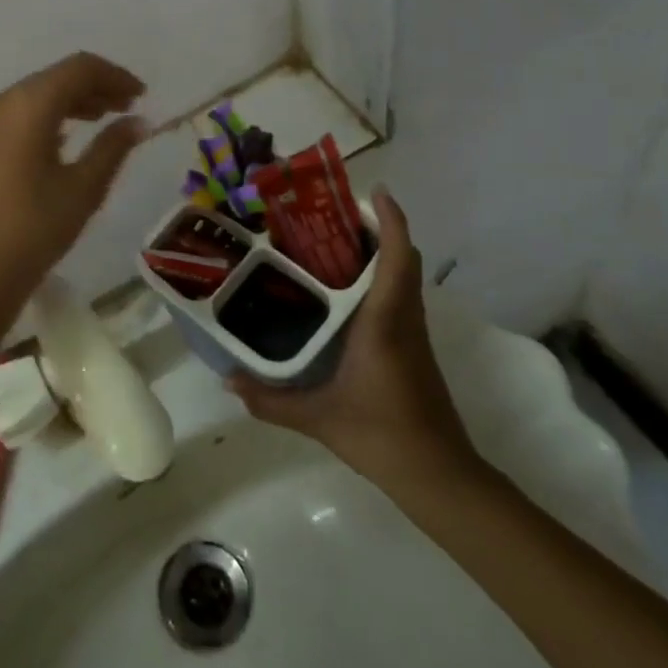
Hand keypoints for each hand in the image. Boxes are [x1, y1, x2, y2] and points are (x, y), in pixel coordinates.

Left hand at [0, 52, 147, 321]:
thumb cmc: (35, 230)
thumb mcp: (84, 188)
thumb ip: (114, 146)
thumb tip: (139, 122)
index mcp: (27, 106)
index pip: (79, 68)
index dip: (115, 76)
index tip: (141, 95)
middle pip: (53, 79)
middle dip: (93, 88)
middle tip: (124, 108)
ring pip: (30, 97)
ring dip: (67, 102)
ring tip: (98, 120)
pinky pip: (10, 117)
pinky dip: (41, 119)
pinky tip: (59, 141)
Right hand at [231, 188, 480, 489]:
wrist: (439, 476)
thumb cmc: (381, 435)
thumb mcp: (318, 417)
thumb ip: (271, 400)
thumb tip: (229, 380)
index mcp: (384, 322)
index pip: (396, 258)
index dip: (390, 220)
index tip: (374, 192)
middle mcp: (404, 320)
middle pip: (404, 259)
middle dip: (379, 230)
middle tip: (336, 218)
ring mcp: (414, 335)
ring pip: (405, 278)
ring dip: (382, 254)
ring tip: (334, 247)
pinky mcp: (415, 350)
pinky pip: (401, 298)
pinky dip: (381, 280)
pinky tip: (346, 296)